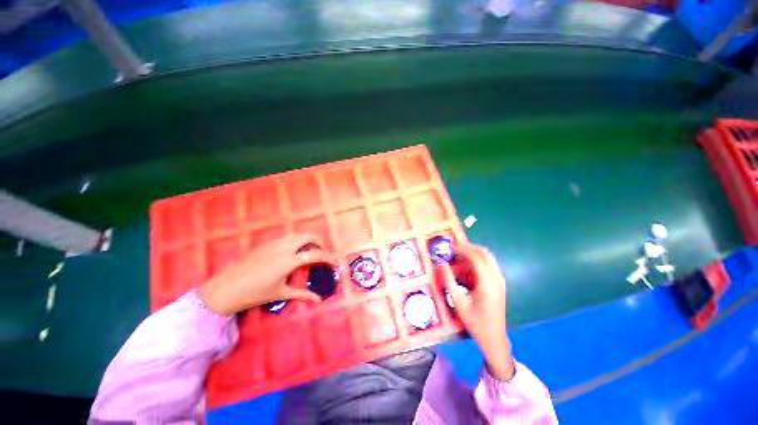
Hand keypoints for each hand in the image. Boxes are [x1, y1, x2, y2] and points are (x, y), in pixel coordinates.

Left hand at [198, 233, 334, 315]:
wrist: (226, 288)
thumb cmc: (255, 294)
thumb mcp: (281, 294)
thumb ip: (302, 294)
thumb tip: (319, 299)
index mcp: (288, 261)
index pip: (315, 254)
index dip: (328, 257)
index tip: (335, 261)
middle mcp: (283, 248)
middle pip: (308, 236)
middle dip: (319, 241)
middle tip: (322, 251)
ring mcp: (274, 243)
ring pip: (297, 234)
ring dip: (307, 238)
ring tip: (309, 249)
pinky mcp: (267, 243)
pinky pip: (287, 236)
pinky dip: (296, 239)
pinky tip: (293, 250)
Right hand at [438, 244, 514, 380]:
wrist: (494, 338)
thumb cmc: (475, 322)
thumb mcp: (458, 302)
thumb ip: (449, 281)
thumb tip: (441, 264)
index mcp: (487, 283)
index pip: (476, 257)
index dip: (463, 249)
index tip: (450, 248)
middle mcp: (497, 278)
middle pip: (485, 253)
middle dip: (469, 247)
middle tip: (454, 249)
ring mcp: (500, 280)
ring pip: (488, 257)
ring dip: (473, 253)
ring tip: (458, 256)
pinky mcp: (499, 283)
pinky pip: (488, 265)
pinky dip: (477, 261)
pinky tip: (466, 267)